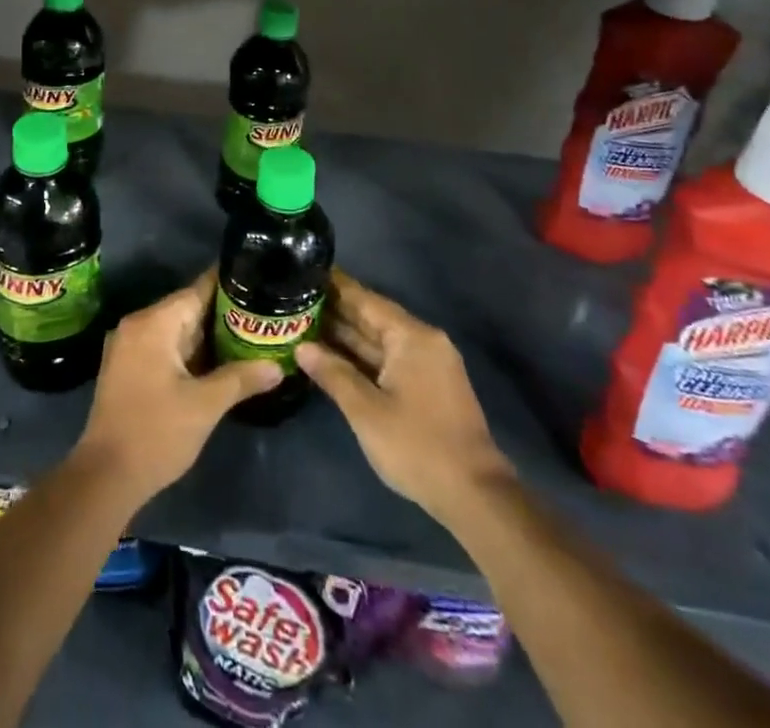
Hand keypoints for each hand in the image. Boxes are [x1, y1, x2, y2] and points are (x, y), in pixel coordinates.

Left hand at [73, 271, 281, 506]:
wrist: (106, 476)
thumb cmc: (156, 433)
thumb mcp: (205, 406)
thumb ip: (241, 379)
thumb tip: (277, 366)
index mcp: (153, 323)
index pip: (197, 290)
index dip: (228, 285)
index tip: (257, 280)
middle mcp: (137, 325)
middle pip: (186, 308)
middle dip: (222, 313)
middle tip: (261, 314)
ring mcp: (128, 346)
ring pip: (176, 329)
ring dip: (207, 335)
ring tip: (248, 335)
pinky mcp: (127, 367)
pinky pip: (164, 346)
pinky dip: (189, 351)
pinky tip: (217, 361)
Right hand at [296, 273, 512, 521]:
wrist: (475, 496)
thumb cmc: (417, 446)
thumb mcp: (366, 410)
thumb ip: (333, 373)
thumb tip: (302, 347)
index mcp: (412, 337)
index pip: (365, 300)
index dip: (335, 286)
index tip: (305, 272)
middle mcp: (423, 341)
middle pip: (372, 318)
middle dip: (335, 311)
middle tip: (295, 299)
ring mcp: (428, 364)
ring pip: (379, 341)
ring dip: (346, 336)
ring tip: (305, 322)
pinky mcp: (427, 386)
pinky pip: (388, 359)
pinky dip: (362, 356)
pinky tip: (333, 356)